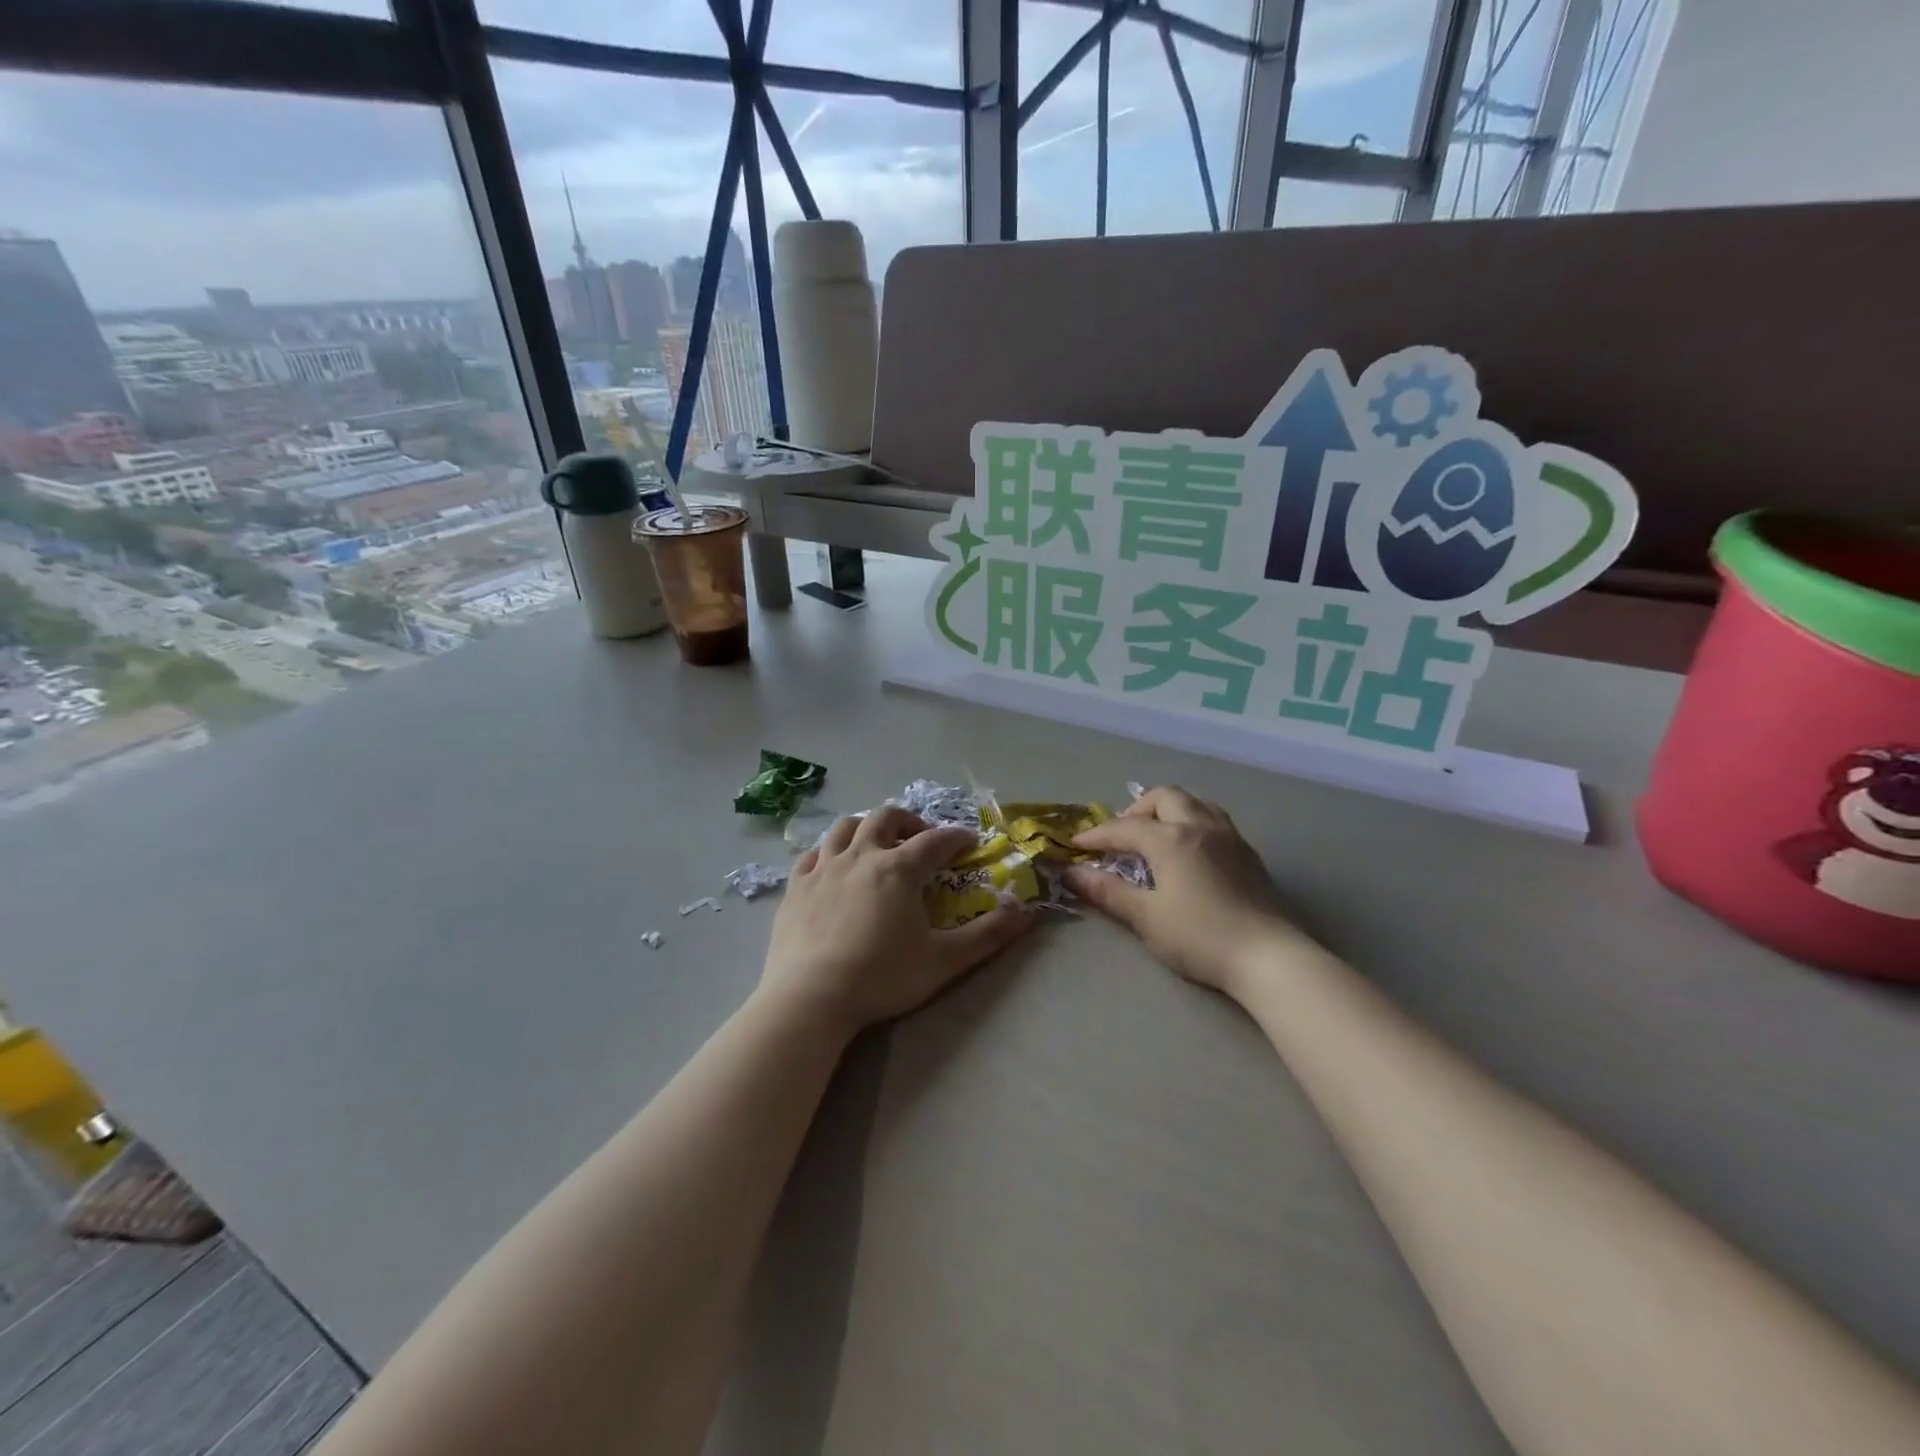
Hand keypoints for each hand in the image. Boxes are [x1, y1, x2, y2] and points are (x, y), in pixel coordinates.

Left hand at [760, 807, 1030, 1037]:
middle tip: (921, 839)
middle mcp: (861, 856)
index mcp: (899, 868)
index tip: (970, 842)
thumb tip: (1024, 912)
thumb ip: (987, 936)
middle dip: (909, 821)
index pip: (935, 840)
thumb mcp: (944, 961)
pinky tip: (834, 866)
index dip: (957, 838)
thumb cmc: (881, 977)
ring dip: (867, 827)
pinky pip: (813, 854)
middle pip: (886, 817)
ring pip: (846, 827)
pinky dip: (830, 851)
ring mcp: (824, 868)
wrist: (810, 998)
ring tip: (877, 844)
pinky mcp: (796, 886)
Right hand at [1063, 785, 1308, 997]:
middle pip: (1163, 797)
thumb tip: (1072, 873)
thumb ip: (1108, 891)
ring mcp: (1229, 836)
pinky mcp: (1247, 852)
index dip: (1097, 835)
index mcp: (1171, 839)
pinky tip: (1188, 851)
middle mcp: (1200, 825)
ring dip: (1168, 811)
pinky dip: (1191, 822)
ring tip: (1155, 836)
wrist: (1268, 957)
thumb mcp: (1146, 917)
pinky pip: (1213, 819)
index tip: (1076, 846)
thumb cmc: (1200, 937)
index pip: (1125, 827)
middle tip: (1121, 837)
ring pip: (1193, 802)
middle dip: (1136, 810)